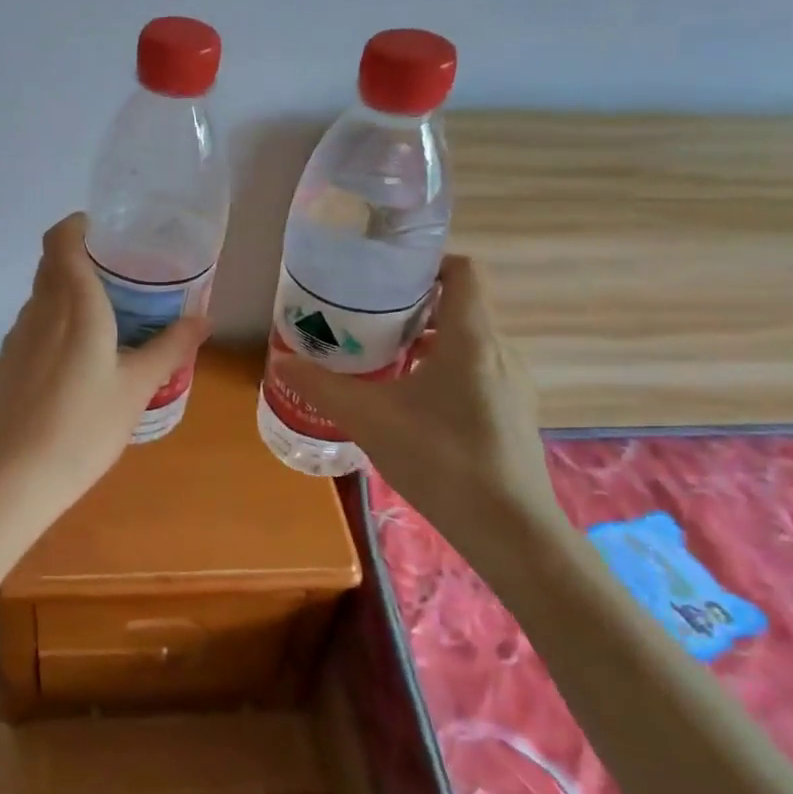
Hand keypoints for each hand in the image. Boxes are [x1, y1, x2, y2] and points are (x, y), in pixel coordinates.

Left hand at [0, 212, 209, 535]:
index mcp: (73, 302)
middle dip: (85, 256)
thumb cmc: (82, 427)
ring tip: (112, 311)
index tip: (111, 232)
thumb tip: (203, 318)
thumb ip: (170, 348)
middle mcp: (40, 308)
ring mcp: (18, 335)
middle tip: (126, 272)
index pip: (61, 238)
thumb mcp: (137, 388)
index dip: (80, 225)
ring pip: (44, 293)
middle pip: (53, 262)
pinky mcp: (9, 361)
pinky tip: (84, 352)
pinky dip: (59, 319)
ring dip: (72, 289)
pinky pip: (37, 322)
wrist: (12, 477)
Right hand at [279, 255, 565, 568]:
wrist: (510, 532)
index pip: (463, 271)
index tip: (384, 271)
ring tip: (380, 355)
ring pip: (466, 342)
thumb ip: (322, 387)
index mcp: (472, 338)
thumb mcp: (369, 419)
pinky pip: (475, 372)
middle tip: (365, 315)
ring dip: (426, 340)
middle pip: (459, 306)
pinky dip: (441, 369)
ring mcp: (511, 385)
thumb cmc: (441, 460)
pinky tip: (409, 400)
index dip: (427, 261)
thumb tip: (280, 361)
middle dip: (412, 304)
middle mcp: (499, 352)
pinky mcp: (512, 414)